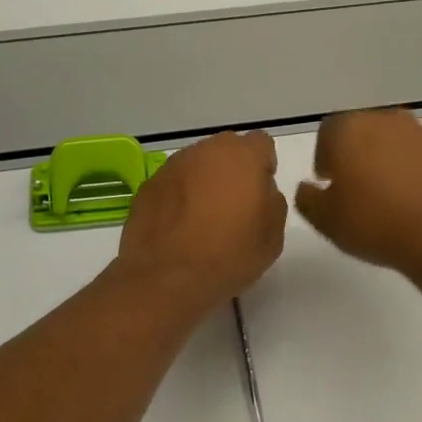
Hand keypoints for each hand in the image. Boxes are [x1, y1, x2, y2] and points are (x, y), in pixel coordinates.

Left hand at [117, 131, 287, 310]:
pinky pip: (174, 183)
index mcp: (243, 156)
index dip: (263, 166)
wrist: (168, 277)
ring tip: (203, 218)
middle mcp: (206, 150)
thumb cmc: (230, 255)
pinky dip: (179, 196)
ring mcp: (173, 165)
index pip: (261, 144)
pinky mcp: (149, 184)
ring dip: (204, 182)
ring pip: (197, 165)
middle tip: (233, 206)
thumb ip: (272, 200)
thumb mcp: (273, 234)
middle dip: (233, 170)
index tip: (259, 193)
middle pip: (226, 150)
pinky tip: (179, 226)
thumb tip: (260, 190)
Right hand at [295, 110, 421, 272]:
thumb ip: (307, 198)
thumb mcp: (325, 219)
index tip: (329, 182)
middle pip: (363, 132)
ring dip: (388, 160)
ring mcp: (421, 132)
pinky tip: (416, 198)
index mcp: (349, 128)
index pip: (327, 132)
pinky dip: (416, 170)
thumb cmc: (374, 222)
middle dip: (357, 154)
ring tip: (389, 195)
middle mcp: (385, 119)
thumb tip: (307, 187)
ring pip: (394, 141)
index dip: (325, 156)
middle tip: (357, 188)